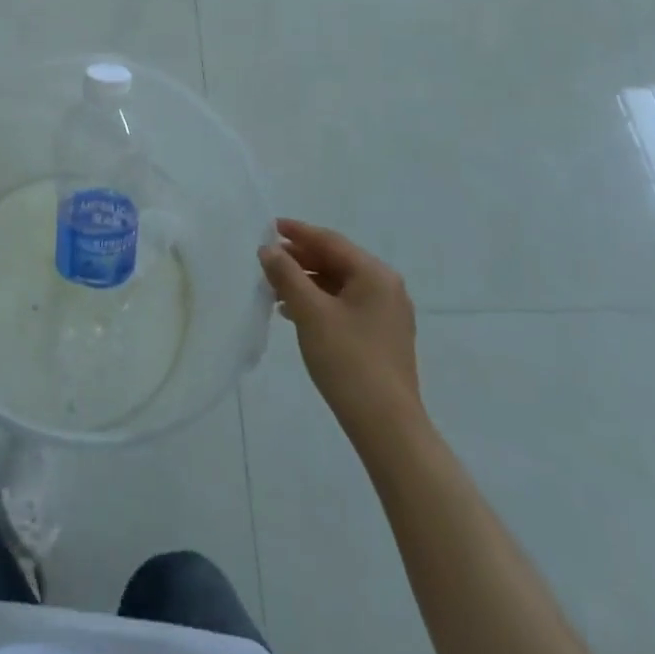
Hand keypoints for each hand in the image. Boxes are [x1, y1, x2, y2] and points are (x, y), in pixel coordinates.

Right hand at [260, 219, 422, 430]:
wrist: (387, 427)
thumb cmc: (348, 361)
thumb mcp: (310, 313)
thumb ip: (286, 275)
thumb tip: (268, 249)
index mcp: (375, 274)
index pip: (330, 242)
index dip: (298, 232)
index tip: (270, 226)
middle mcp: (386, 287)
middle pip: (336, 261)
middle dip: (300, 260)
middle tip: (267, 260)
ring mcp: (387, 314)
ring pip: (340, 285)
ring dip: (307, 283)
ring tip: (274, 288)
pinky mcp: (382, 337)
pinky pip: (346, 305)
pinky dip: (320, 303)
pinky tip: (295, 313)